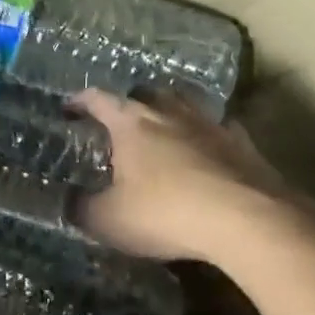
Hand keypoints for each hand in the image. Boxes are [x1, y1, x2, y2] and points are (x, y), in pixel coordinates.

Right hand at [75, 90, 314, 263]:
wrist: (245, 217)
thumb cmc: (165, 212)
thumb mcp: (109, 221)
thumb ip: (83, 208)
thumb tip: (70, 201)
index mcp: (131, 122)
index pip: (98, 99)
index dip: (80, 101)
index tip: (69, 108)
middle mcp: (168, 111)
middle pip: (144, 94)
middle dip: (129, 104)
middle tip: (120, 124)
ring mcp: (208, 122)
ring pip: (183, 105)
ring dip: (169, 114)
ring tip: (162, 133)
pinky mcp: (240, 141)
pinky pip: (217, 129)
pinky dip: (206, 137)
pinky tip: (207, 152)